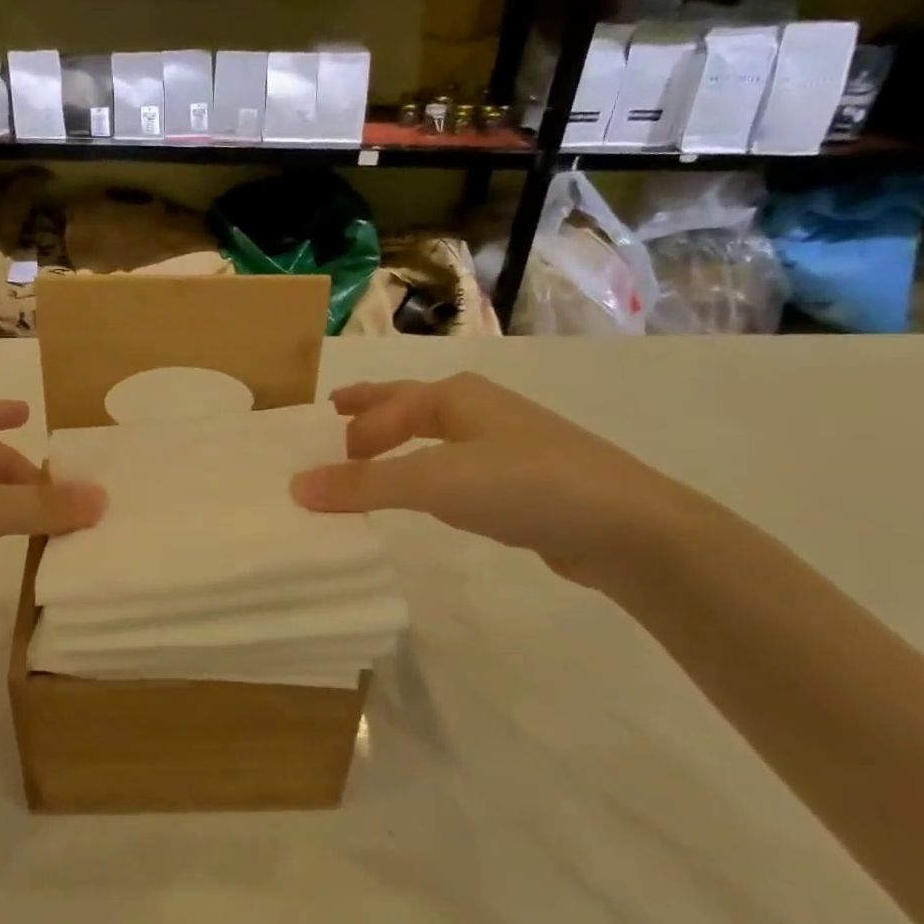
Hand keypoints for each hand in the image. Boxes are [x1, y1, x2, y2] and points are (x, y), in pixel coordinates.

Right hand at [291, 374, 702, 584]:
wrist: (627, 526)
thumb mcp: (434, 481)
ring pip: (436, 436)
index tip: (319, 459)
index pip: (386, 406)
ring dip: (400, 442)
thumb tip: (296, 486)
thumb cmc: (523, 485)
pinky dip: (430, 472)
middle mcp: (480, 410)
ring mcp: (507, 443)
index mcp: (456, 397)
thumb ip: (364, 483)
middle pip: (411, 404)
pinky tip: (432, 492)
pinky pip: (458, 466)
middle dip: (372, 409)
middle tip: (336, 413)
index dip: (350, 429)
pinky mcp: (525, 480)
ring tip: (373, 456)